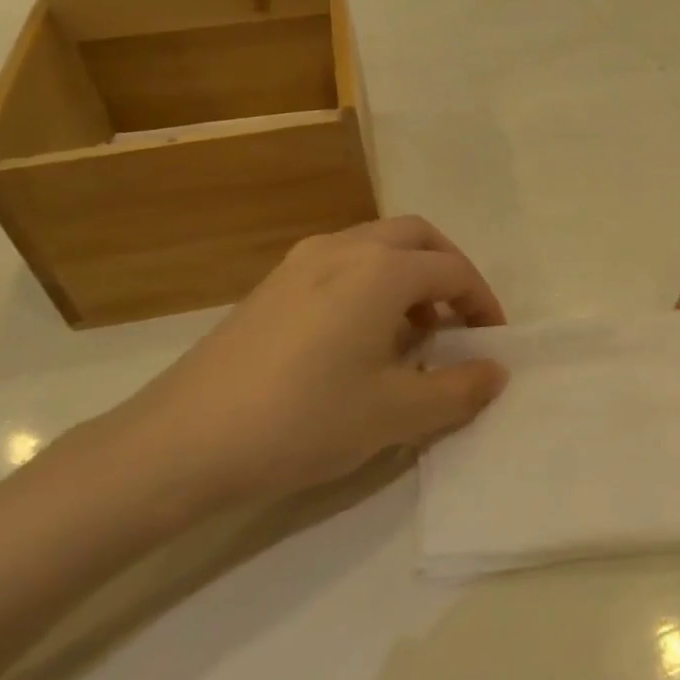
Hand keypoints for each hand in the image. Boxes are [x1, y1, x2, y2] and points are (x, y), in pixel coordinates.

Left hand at [97, 217, 507, 504]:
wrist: (184, 441)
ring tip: (413, 333)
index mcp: (381, 270)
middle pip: (416, 237)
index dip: (482, 303)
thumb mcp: (396, 413)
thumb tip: (496, 371)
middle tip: (459, 319)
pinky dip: (370, 283)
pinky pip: (340, 264)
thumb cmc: (304, 420)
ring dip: (408, 275)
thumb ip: (458, 389)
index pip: (452, 270)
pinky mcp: (271, 284)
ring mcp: (300, 261)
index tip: (492, 342)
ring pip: (375, 246)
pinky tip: (359, 338)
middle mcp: (343, 248)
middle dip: (448, 271)